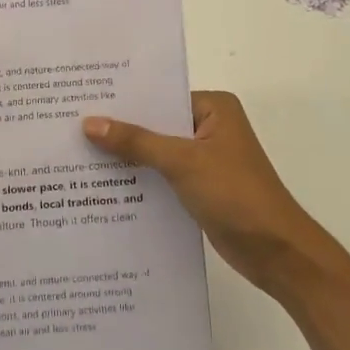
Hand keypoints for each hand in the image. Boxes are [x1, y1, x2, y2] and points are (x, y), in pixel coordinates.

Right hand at [83, 91, 322, 292]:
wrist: (277, 253)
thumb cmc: (236, 195)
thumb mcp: (182, 162)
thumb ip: (136, 141)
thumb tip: (89, 123)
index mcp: (213, 108)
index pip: (159, 96)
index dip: (123, 100)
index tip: (82, 100)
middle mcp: (209, 127)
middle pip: (155, 123)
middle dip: (120, 130)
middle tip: (71, 127)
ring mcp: (204, 159)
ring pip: (156, 151)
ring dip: (127, 157)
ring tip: (78, 154)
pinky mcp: (199, 187)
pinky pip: (161, 175)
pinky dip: (139, 179)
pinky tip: (104, 184)